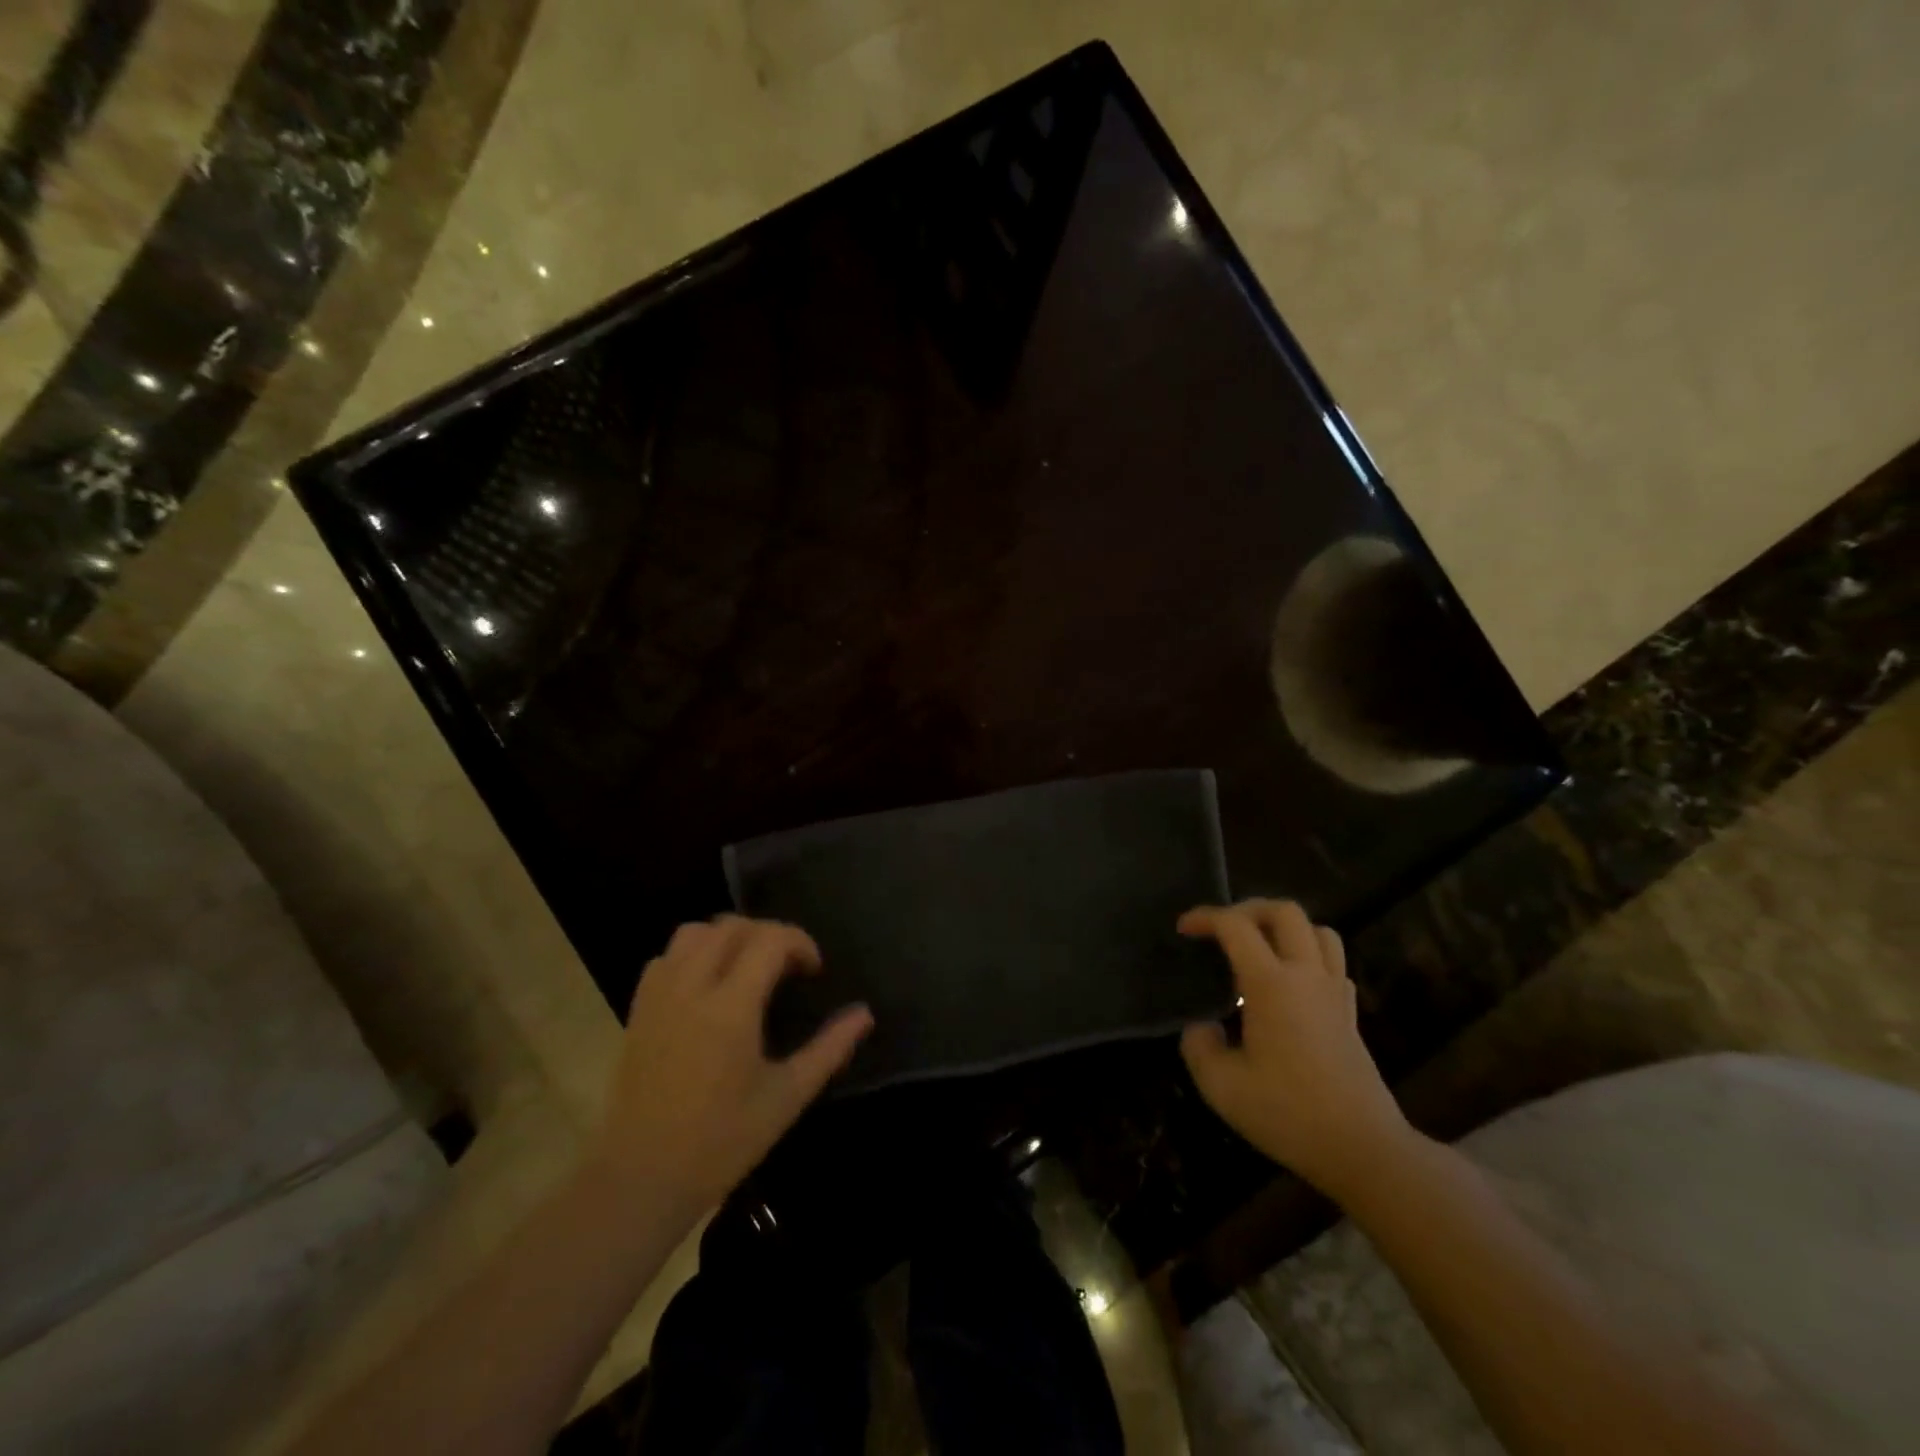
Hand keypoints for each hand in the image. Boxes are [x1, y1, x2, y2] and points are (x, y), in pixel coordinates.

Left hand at [586, 916, 873, 1221]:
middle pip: (732, 926)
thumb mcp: (786, 1097)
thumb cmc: (721, 1142)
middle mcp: (692, 987)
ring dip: (727, 937)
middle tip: (787, 966)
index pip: (769, 939)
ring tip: (747, 968)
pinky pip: (666, 957)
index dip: (799, 942)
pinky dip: (692, 955)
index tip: (813, 970)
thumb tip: (864, 1014)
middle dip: (767, 934)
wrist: (640, 1179)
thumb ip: (829, 1049)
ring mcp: (659, 996)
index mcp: (731, 1007)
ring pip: (694, 933)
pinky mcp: (638, 1010)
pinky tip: (707, 987)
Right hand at [1179, 899, 1413, 1199]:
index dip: (1205, 917)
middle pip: (1284, 911)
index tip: (1183, 929)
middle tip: (1223, 929)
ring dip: (1285, 928)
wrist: (1363, 1149)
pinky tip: (1291, 983)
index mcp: (1271, 984)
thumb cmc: (1288, 1114)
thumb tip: (1201, 1027)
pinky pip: (1333, 963)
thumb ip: (1199, 1047)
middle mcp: (1306, 975)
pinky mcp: (1350, 1013)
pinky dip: (1309, 956)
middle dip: (1248, 909)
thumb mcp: (1222, 1087)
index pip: (1236, 926)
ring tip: (1259, 948)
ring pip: (1318, 930)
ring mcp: (1335, 992)